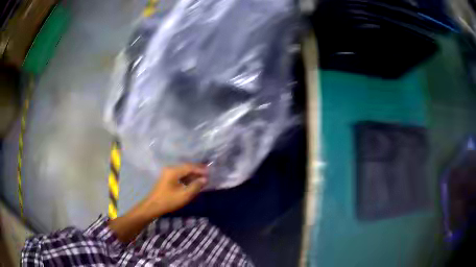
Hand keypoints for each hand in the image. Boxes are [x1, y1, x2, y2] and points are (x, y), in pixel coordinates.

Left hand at [143, 164, 207, 216]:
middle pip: (186, 167)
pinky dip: (187, 177)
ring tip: (202, 178)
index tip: (210, 173)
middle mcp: (170, 169)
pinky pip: (179, 175)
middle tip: (208, 173)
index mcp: (173, 171)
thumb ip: (195, 186)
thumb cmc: (169, 201)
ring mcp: (167, 173)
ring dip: (192, 174)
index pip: (189, 167)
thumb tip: (205, 179)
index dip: (200, 169)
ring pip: (183, 171)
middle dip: (197, 170)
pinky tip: (193, 182)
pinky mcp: (167, 178)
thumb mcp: (184, 195)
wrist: (153, 206)